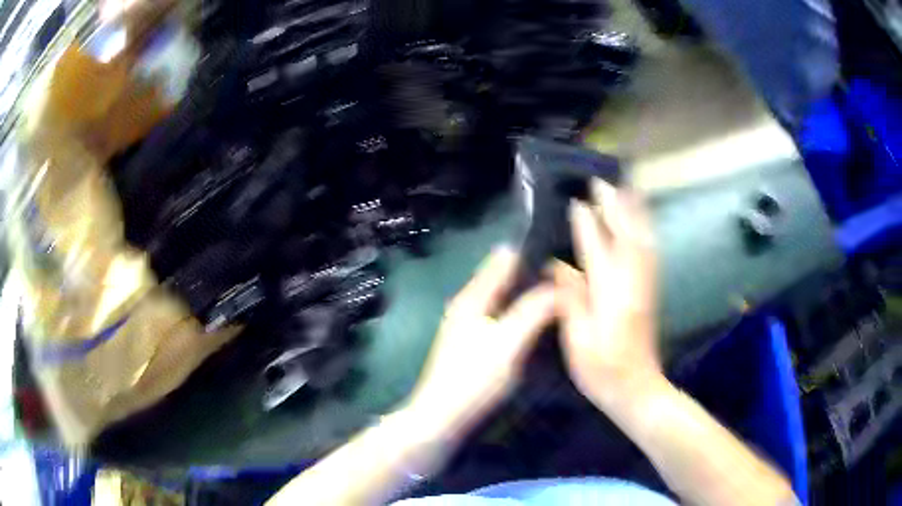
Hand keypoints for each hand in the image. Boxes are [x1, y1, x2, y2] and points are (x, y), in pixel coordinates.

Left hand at [405, 248, 555, 434]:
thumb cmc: (473, 379)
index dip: (532, 251)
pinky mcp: (476, 347)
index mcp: (473, 297)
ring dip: (530, 295)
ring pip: (506, 300)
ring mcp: (471, 327)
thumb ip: (534, 310)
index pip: (504, 259)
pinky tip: (542, 323)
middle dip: (535, 274)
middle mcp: (469, 306)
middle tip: (571, 275)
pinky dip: (523, 315)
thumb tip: (560, 285)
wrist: (441, 419)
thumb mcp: (508, 341)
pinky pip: (505, 319)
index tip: (564, 249)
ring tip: (563, 295)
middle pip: (505, 279)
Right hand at [551, 179, 662, 409]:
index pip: (597, 247)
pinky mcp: (650, 291)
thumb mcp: (577, 339)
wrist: (638, 388)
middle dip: (614, 205)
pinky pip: (649, 250)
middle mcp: (631, 281)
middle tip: (602, 181)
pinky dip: (644, 230)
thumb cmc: (602, 369)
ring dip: (634, 211)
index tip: (577, 200)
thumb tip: (556, 265)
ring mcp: (645, 284)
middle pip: (625, 233)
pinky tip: (641, 223)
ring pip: (642, 238)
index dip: (586, 223)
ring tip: (627, 189)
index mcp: (610, 292)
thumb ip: (570, 298)